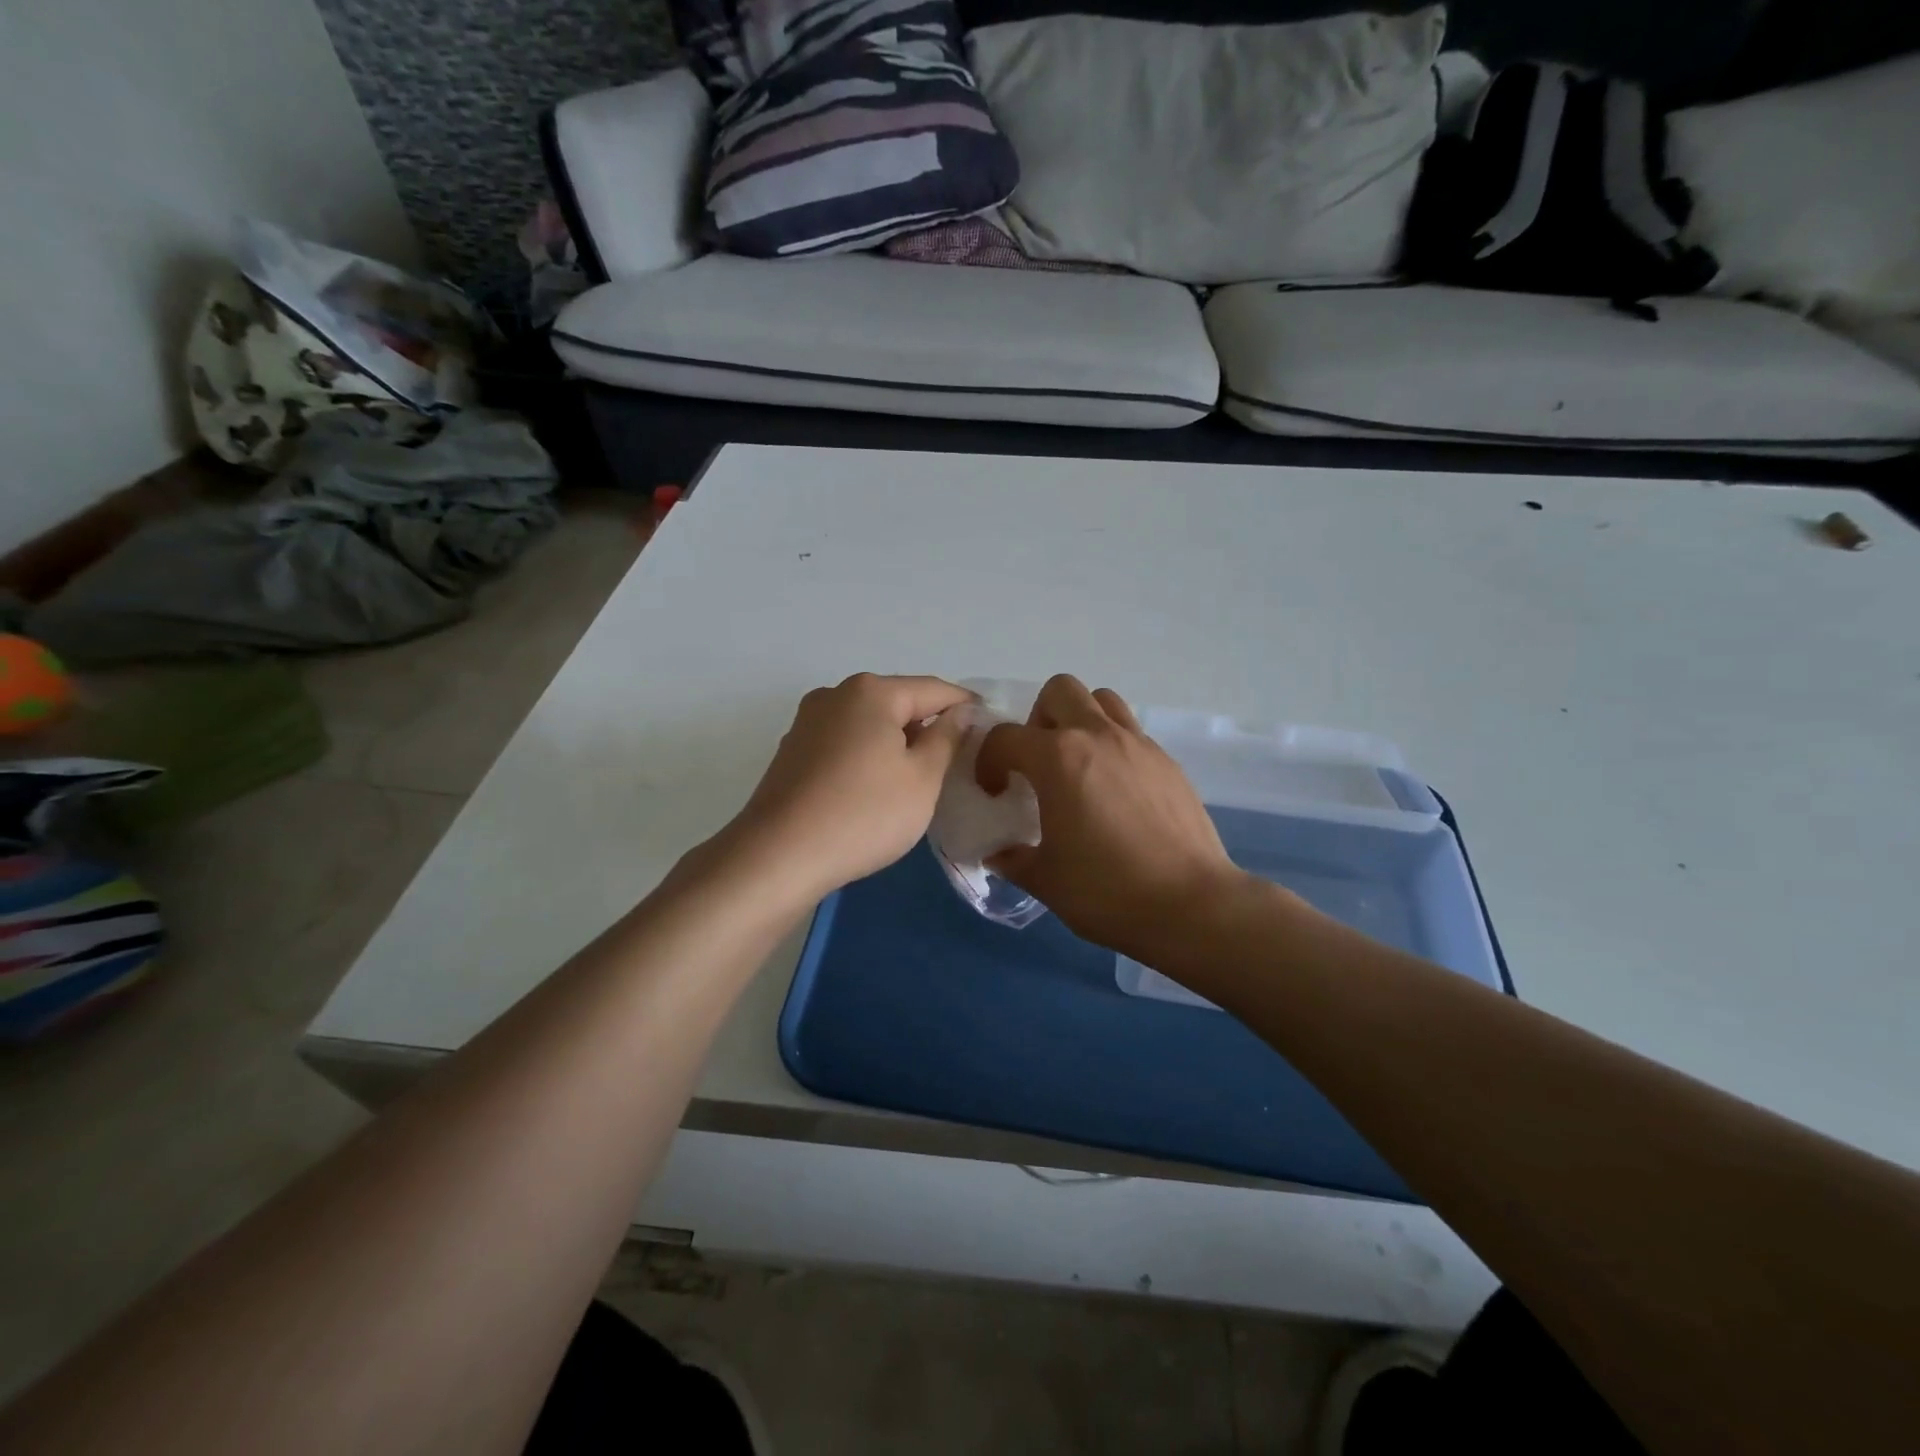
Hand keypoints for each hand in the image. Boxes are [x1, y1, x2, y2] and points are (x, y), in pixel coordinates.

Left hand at [726, 674, 972, 900]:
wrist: (778, 857)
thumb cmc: (864, 814)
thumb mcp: (922, 778)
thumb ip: (947, 738)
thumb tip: (960, 712)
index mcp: (871, 691)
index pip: (935, 690)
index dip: (966, 708)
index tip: (990, 731)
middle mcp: (835, 694)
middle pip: (898, 703)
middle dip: (928, 727)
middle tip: (954, 765)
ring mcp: (807, 722)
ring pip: (869, 724)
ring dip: (896, 744)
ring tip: (915, 782)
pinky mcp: (791, 751)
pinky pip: (844, 743)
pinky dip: (867, 758)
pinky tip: (873, 791)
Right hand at [976, 675, 1248, 961]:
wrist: (1191, 906)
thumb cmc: (1106, 891)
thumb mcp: (1045, 880)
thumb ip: (1013, 859)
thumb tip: (999, 853)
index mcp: (1058, 758)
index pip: (1006, 737)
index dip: (988, 761)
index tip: (995, 792)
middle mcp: (1098, 736)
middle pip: (1060, 691)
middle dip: (1038, 719)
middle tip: (1039, 763)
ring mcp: (1139, 745)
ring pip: (1103, 701)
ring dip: (1080, 721)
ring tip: (1078, 766)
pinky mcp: (1168, 763)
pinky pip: (1132, 733)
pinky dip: (1113, 747)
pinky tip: (1115, 792)